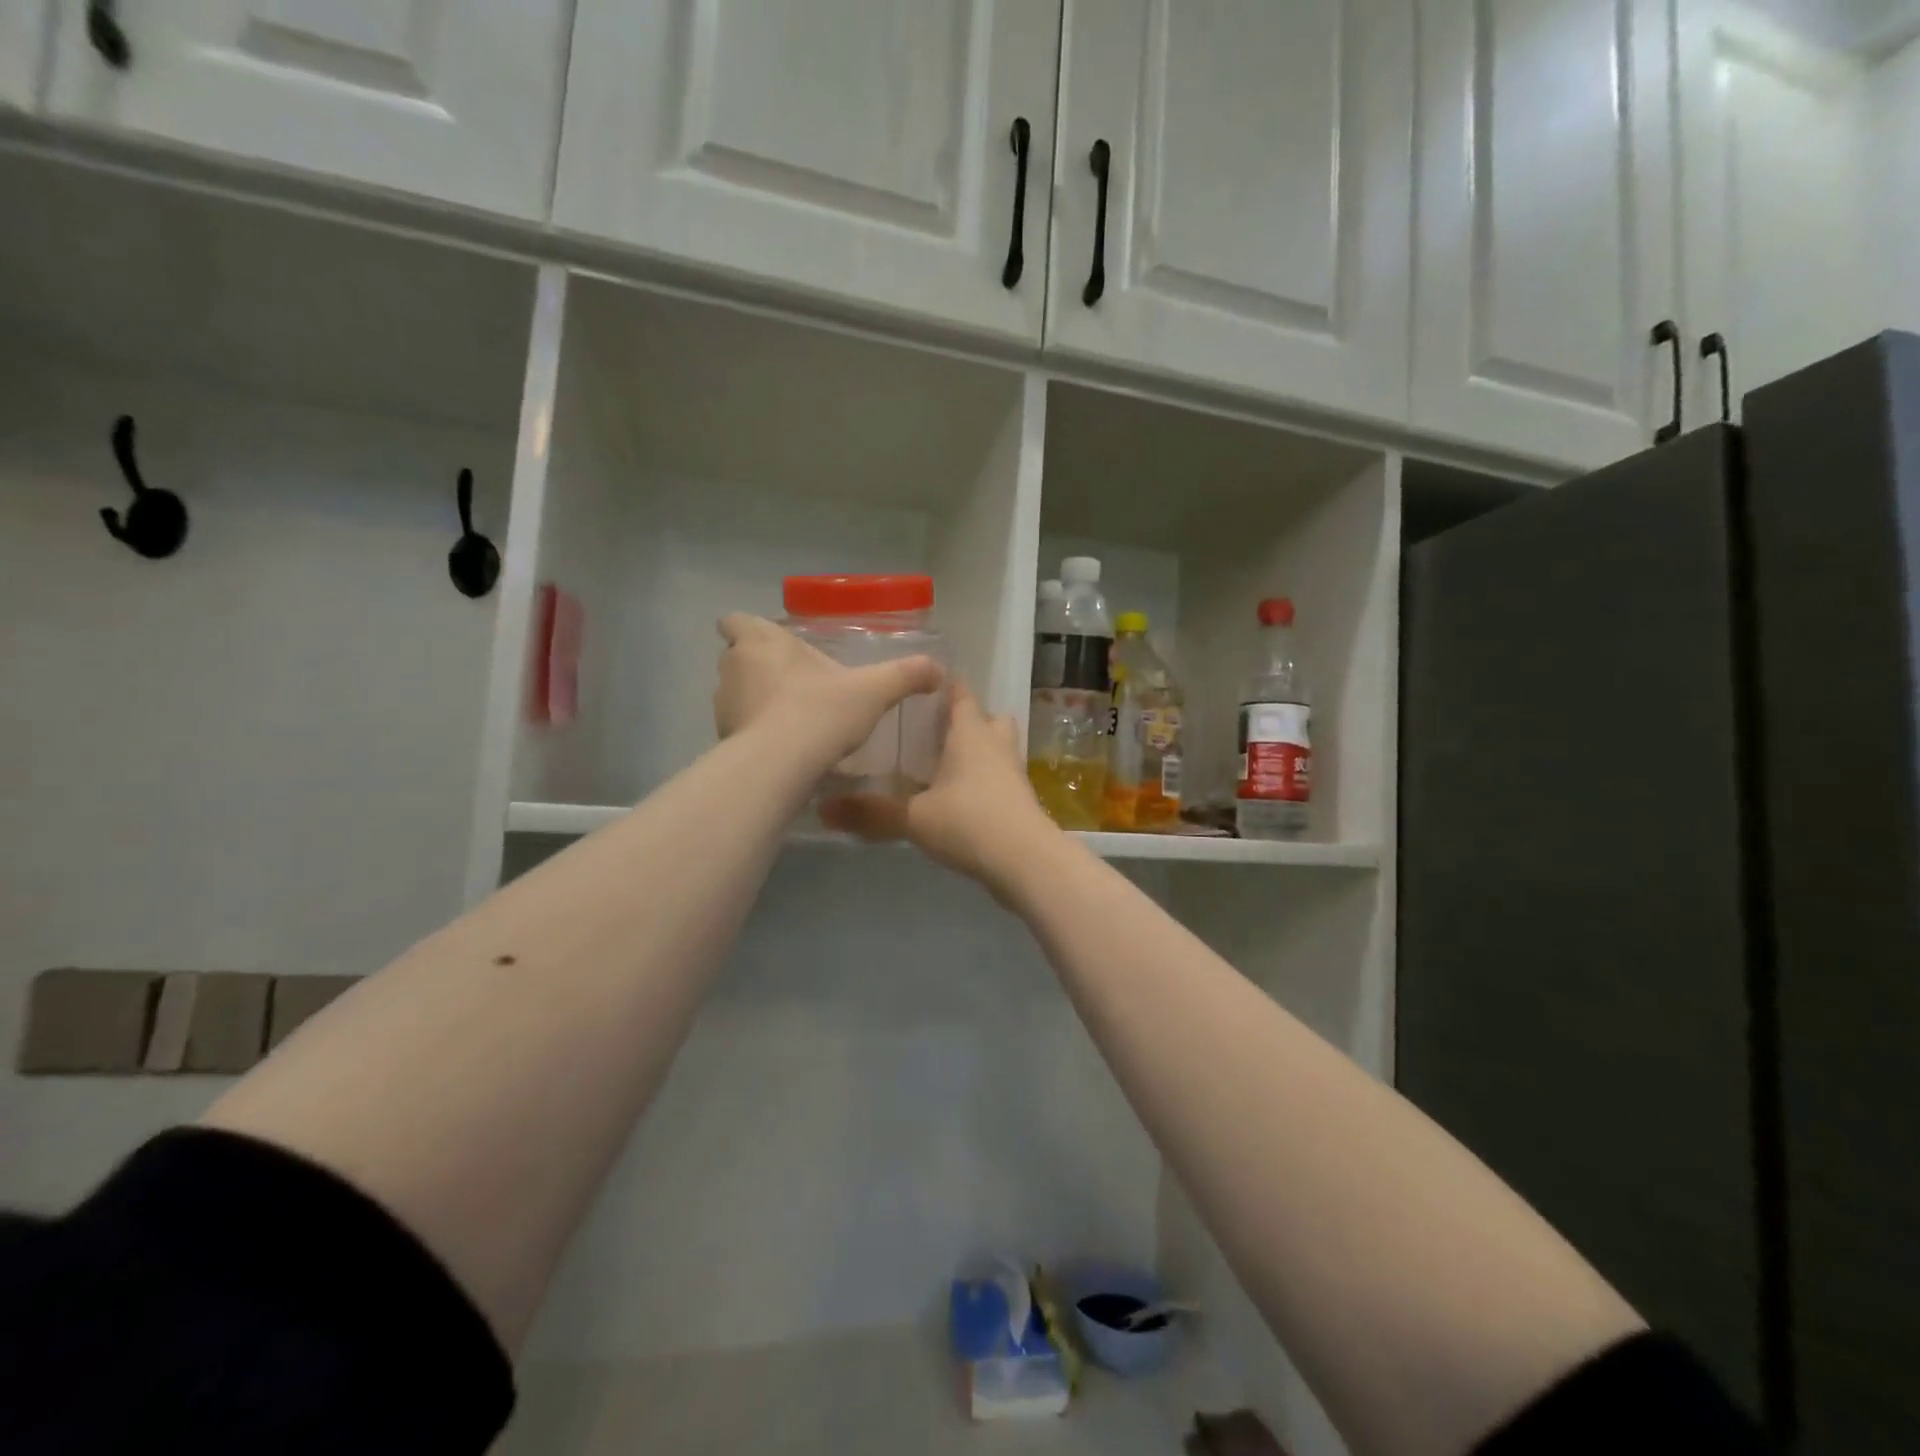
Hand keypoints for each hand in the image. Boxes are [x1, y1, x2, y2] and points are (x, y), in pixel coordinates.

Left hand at [714, 614, 944, 771]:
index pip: (735, 621)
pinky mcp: (723, 738)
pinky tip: (783, 746)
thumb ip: (904, 676)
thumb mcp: (872, 690)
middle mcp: (734, 667)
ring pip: (736, 693)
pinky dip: (756, 731)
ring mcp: (723, 704)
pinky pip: (739, 726)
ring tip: (791, 718)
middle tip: (795, 681)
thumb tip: (938, 670)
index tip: (773, 644)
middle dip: (760, 666)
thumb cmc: (821, 711)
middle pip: (738, 657)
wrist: (781, 766)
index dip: (750, 630)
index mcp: (761, 641)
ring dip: (757, 700)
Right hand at [820, 684, 1059, 889]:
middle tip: (934, 731)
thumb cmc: (969, 822)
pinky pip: (1001, 778)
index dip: (945, 687)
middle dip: (967, 720)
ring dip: (978, 751)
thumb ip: (871, 812)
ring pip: (998, 749)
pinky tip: (960, 799)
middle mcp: (996, 745)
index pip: (961, 695)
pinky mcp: (1021, 801)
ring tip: (945, 765)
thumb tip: (823, 809)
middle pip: (989, 719)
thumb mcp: (914, 817)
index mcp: (971, 733)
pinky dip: (984, 781)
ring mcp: (1013, 773)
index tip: (923, 686)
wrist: (1026, 862)